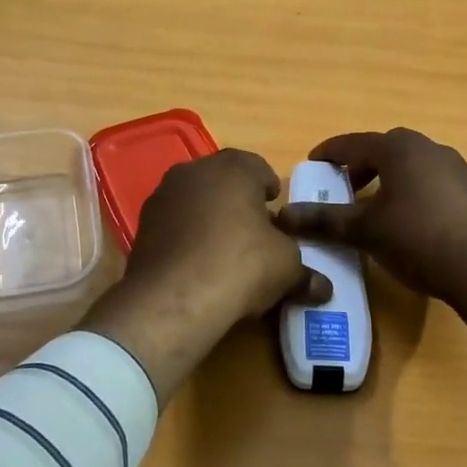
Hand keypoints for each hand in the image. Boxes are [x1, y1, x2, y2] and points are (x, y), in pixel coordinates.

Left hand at [82, 149, 325, 399]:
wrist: (173, 299)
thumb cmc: (241, 265)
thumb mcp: (286, 268)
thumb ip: (305, 273)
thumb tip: (324, 289)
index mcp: (234, 168)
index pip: (258, 167)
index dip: (270, 190)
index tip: (277, 213)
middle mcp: (195, 170)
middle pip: (224, 180)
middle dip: (238, 201)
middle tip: (254, 231)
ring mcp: (163, 196)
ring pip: (195, 200)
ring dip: (209, 217)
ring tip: (223, 251)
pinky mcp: (142, 226)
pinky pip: (174, 224)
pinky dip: (186, 237)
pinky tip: (196, 265)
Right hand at [276, 129, 466, 356]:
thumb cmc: (418, 237)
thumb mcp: (365, 230)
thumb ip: (324, 220)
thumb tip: (283, 216)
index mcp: (398, 148)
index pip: (352, 143)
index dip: (328, 154)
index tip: (311, 166)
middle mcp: (427, 148)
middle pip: (383, 149)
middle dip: (359, 166)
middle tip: (341, 189)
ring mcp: (454, 168)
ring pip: (408, 166)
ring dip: (386, 179)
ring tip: (371, 208)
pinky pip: (428, 182)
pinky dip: (408, 192)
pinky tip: (405, 222)